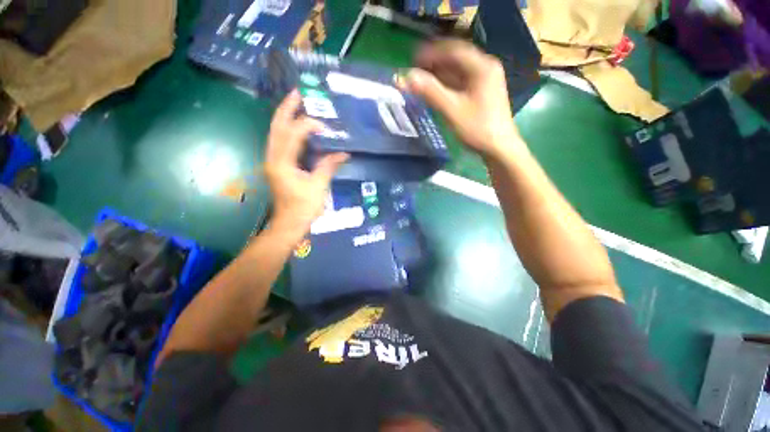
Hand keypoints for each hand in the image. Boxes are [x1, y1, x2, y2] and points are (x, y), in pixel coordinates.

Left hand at [264, 90, 348, 237]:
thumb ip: (329, 167)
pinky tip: (298, 126)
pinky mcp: (277, 165)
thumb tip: (344, 153)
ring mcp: (273, 161)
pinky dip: (288, 130)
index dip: (309, 125)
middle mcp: (272, 157)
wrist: (289, 224)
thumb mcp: (318, 187)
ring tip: (297, 104)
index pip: (293, 134)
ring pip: (276, 132)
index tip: (326, 127)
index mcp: (282, 163)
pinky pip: (280, 141)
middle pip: (276, 126)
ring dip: (286, 116)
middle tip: (299, 93)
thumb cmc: (303, 208)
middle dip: (287, 108)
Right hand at [406, 40, 523, 160]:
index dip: (432, 53)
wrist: (498, 147)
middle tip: (416, 70)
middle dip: (435, 62)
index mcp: (482, 67)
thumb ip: (430, 92)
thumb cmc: (477, 128)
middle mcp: (486, 67)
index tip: (413, 60)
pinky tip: (437, 89)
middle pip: (457, 58)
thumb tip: (407, 77)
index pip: (453, 50)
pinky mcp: (483, 91)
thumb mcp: (452, 110)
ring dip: (441, 73)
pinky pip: (462, 80)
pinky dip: (448, 83)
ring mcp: (486, 79)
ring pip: (459, 70)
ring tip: (423, 79)